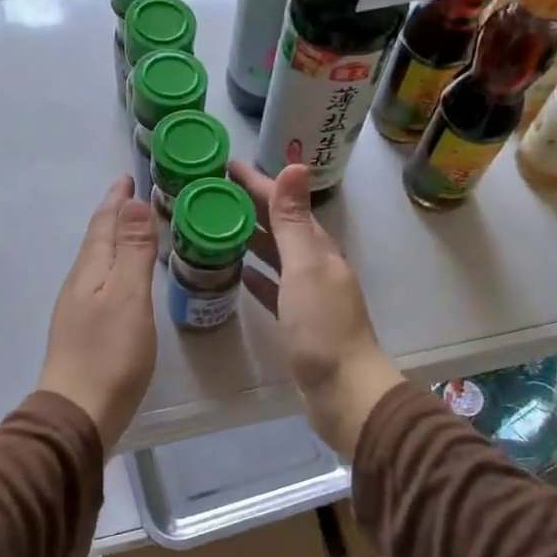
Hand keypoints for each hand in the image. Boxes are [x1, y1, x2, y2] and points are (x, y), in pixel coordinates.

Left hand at [36, 175, 158, 448]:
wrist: (79, 412)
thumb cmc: (110, 353)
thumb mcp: (129, 296)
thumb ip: (133, 250)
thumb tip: (132, 201)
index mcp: (90, 270)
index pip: (103, 224)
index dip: (116, 200)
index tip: (127, 178)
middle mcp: (79, 283)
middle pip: (97, 240)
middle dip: (114, 216)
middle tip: (133, 198)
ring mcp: (79, 308)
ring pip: (98, 262)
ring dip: (115, 241)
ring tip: (133, 231)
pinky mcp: (85, 331)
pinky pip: (102, 283)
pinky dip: (116, 268)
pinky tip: (125, 280)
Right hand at [231, 161, 403, 456]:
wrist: (344, 391)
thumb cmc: (322, 328)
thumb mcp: (305, 268)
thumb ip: (294, 221)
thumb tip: (295, 165)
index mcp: (319, 248)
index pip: (284, 203)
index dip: (257, 183)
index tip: (225, 166)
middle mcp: (315, 265)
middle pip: (279, 226)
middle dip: (250, 206)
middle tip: (213, 193)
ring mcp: (308, 294)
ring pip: (275, 255)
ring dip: (250, 237)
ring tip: (216, 226)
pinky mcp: (298, 321)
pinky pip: (272, 287)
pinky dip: (256, 275)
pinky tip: (237, 271)